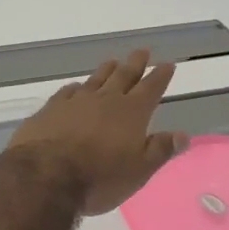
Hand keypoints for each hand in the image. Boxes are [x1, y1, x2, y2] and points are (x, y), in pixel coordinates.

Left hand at [9, 49, 185, 215]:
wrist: (45, 177)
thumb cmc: (100, 178)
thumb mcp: (138, 171)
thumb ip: (160, 150)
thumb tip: (183, 135)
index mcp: (131, 113)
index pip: (151, 88)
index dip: (160, 76)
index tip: (167, 64)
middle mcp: (105, 100)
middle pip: (124, 76)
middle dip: (135, 63)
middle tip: (142, 50)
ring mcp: (76, 101)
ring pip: (96, 79)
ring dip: (107, 70)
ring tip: (113, 61)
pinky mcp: (51, 109)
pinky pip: (68, 91)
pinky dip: (77, 87)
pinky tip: (76, 87)